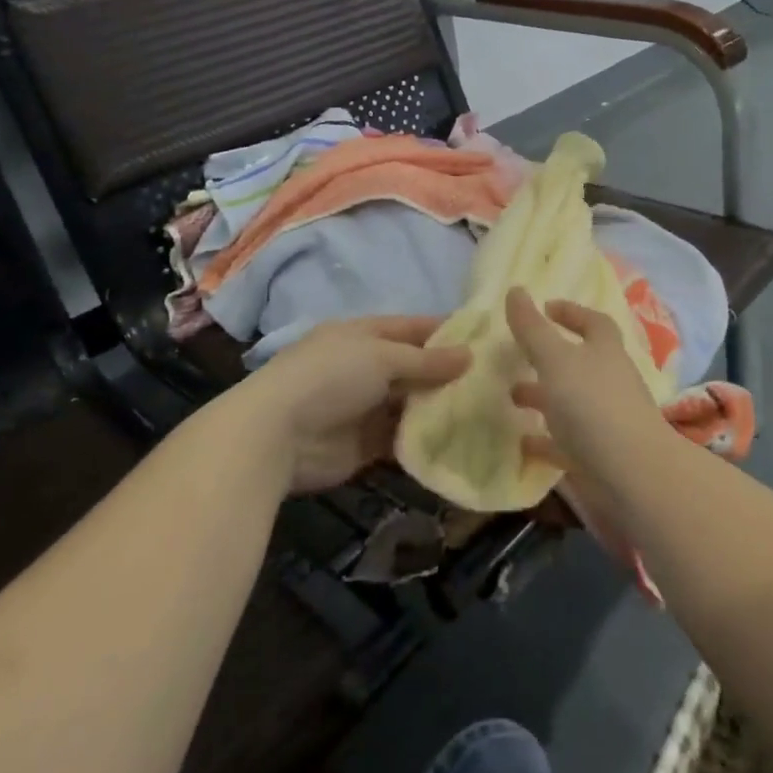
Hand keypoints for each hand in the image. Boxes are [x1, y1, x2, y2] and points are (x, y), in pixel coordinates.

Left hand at [247, 317, 468, 493]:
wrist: (276, 435)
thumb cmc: (330, 377)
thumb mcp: (382, 357)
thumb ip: (426, 360)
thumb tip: (469, 355)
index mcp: (363, 335)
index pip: (412, 327)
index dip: (445, 331)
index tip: (486, 338)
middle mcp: (365, 367)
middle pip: (414, 368)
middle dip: (448, 374)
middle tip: (496, 381)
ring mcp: (364, 407)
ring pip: (411, 404)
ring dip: (439, 408)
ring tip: (486, 411)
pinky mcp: (365, 445)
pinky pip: (402, 439)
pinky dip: (425, 440)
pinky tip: (458, 440)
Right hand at [504, 289, 665, 481]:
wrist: (632, 475)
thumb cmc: (593, 405)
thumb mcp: (555, 359)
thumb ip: (532, 328)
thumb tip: (515, 289)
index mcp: (605, 351)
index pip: (593, 322)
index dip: (571, 312)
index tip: (545, 308)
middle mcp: (610, 381)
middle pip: (580, 362)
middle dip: (549, 357)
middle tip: (517, 355)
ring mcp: (607, 420)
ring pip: (572, 402)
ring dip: (543, 397)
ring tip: (510, 397)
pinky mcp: (600, 455)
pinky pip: (568, 442)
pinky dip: (546, 440)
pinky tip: (522, 443)